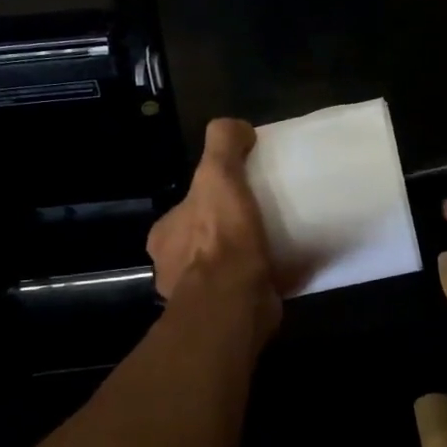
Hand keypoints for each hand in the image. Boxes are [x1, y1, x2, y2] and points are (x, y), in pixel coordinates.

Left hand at [148, 118, 280, 337]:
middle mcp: (172, 268)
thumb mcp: (217, 175)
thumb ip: (222, 144)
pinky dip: (258, 282)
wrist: (232, 304)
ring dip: (242, 259)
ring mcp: (196, 298)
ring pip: (221, 269)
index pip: (186, 209)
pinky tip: (282, 271)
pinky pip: (242, 292)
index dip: (208, 199)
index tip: (236, 194)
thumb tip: (237, 128)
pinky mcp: (223, 318)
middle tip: (260, 218)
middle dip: (225, 231)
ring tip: (275, 245)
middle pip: (202, 239)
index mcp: (164, 236)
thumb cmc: (220, 239)